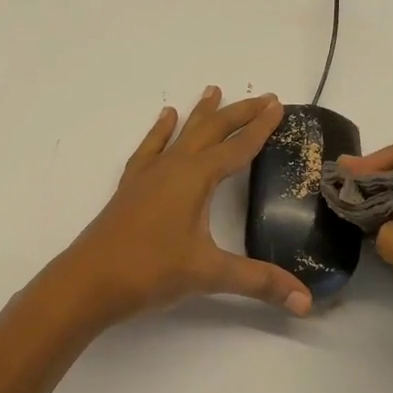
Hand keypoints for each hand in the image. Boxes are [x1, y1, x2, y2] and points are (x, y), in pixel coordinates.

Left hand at [56, 87, 312, 323]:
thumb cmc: (149, 271)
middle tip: (262, 96)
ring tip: (211, 90)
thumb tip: (305, 302)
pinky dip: (160, 132)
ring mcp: (148, 176)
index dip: (260, 128)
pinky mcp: (131, 188)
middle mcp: (172, 168)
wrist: (88, 281)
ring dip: (199, 114)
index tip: (278, 105)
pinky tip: (164, 120)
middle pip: (210, 131)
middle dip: (238, 113)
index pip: (237, 147)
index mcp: (194, 178)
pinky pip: (150, 149)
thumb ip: (258, 282)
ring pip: (180, 134)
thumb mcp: (208, 274)